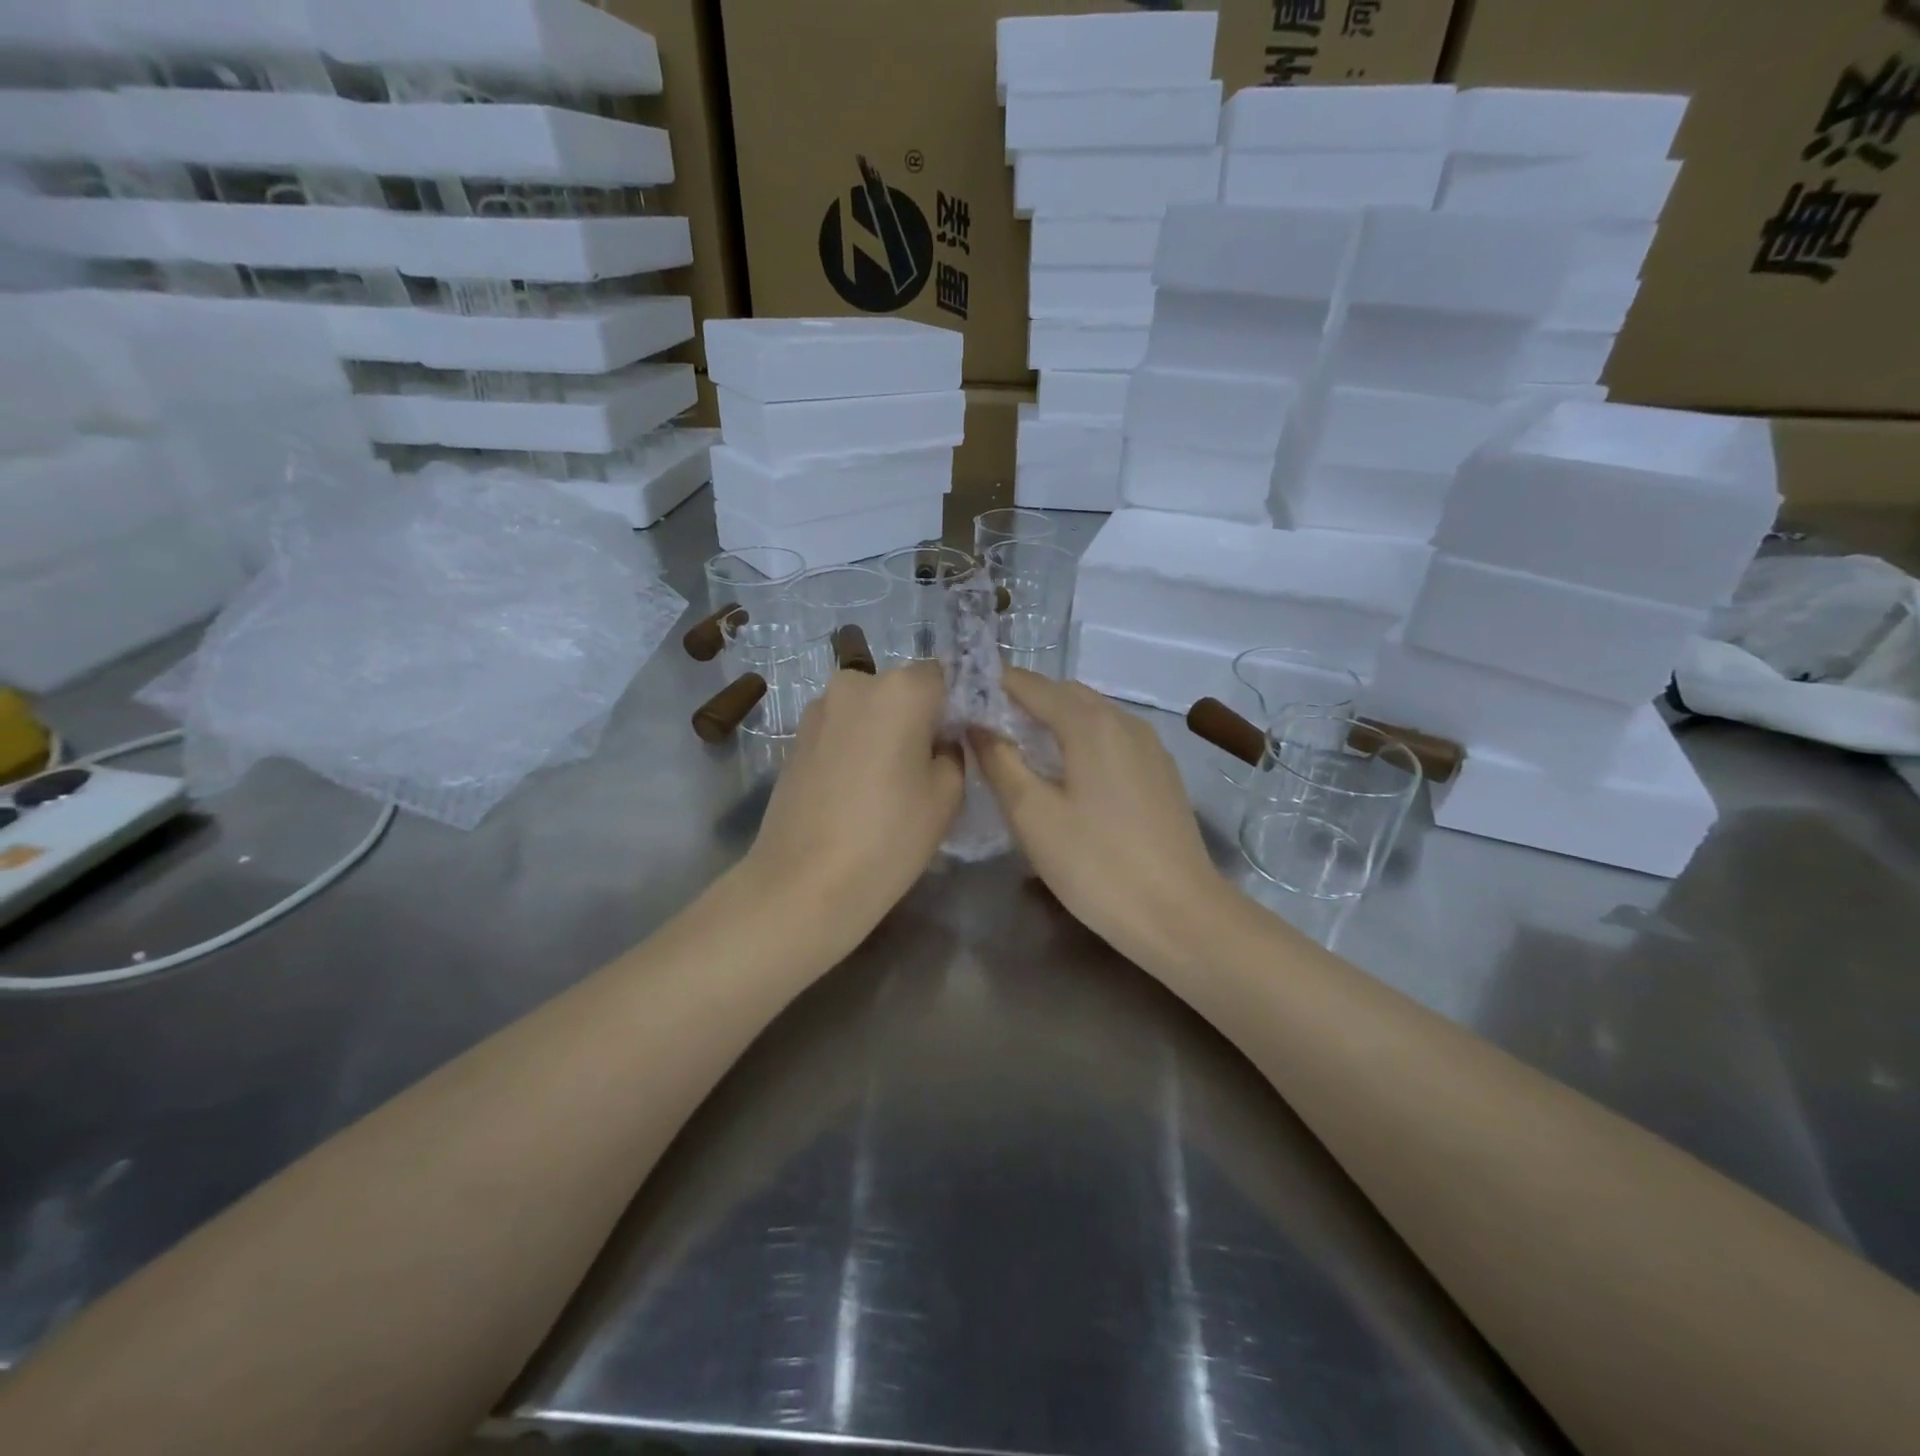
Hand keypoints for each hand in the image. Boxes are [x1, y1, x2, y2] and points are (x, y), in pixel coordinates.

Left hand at [740, 662, 962, 944]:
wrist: (804, 882)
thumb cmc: (889, 836)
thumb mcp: (947, 795)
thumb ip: (952, 751)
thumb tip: (940, 739)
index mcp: (901, 689)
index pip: (942, 676)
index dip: (953, 706)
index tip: (957, 741)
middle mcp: (856, 683)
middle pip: (901, 689)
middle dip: (917, 716)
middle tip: (925, 765)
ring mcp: (818, 708)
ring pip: (868, 708)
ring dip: (882, 730)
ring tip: (886, 781)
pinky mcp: (795, 736)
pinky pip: (841, 728)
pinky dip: (854, 745)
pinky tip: (855, 788)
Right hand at [970, 670, 1233, 968]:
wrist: (1179, 914)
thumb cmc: (1096, 864)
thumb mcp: (1032, 815)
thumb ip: (1000, 761)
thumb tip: (977, 725)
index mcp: (1090, 723)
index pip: (1032, 684)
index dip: (995, 684)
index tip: (963, 697)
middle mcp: (1124, 720)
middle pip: (1065, 694)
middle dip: (1024, 700)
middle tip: (986, 726)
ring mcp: (1149, 746)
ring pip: (1092, 716)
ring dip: (1054, 720)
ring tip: (1021, 749)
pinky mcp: (1161, 772)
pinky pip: (1112, 738)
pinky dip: (1082, 740)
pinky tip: (1067, 774)